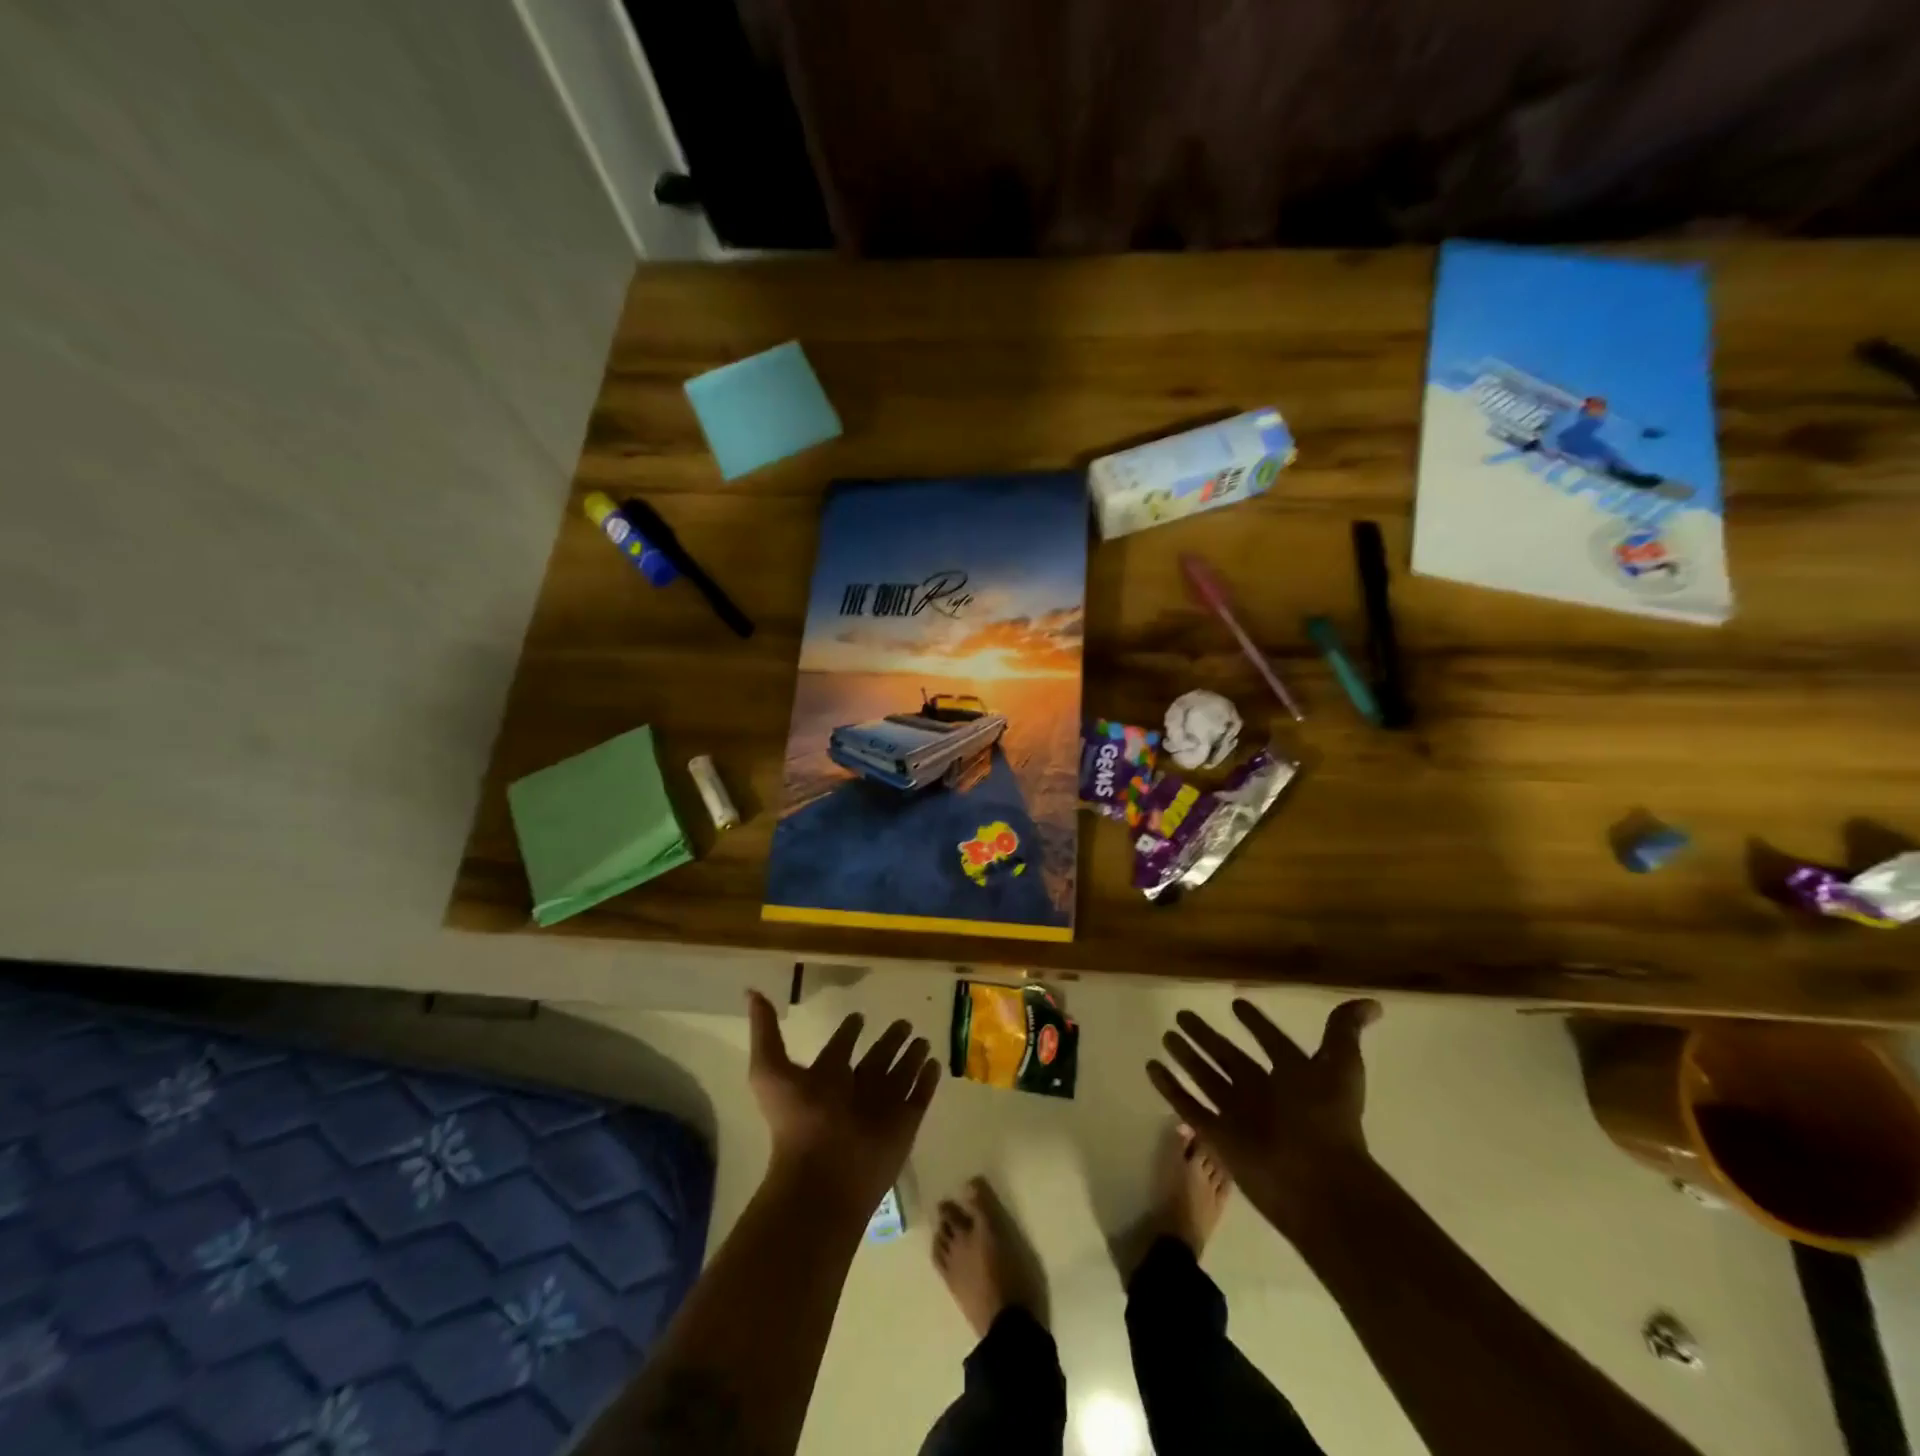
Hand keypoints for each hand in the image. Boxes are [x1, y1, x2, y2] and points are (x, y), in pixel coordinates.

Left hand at [746, 990, 940, 1215]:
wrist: (825, 1175)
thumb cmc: (797, 1120)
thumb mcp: (770, 1070)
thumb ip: (765, 1031)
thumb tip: (751, 992)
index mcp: (826, 1078)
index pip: (841, 1049)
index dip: (849, 1032)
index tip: (859, 1016)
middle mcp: (856, 1090)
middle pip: (876, 1059)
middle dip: (889, 1041)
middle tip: (904, 1022)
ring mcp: (882, 1106)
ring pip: (900, 1074)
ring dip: (911, 1056)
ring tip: (923, 1038)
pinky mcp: (906, 1122)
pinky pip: (919, 1094)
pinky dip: (927, 1079)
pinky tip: (935, 1063)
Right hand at [1146, 998, 1381, 1236]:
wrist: (1319, 1184)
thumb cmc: (1328, 1120)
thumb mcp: (1340, 1067)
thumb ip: (1345, 1032)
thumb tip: (1372, 1003)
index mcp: (1291, 1076)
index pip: (1269, 1041)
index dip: (1256, 1024)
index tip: (1236, 1004)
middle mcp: (1262, 1092)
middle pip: (1228, 1057)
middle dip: (1207, 1037)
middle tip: (1182, 1014)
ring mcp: (1238, 1114)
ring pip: (1205, 1077)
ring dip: (1186, 1057)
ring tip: (1166, 1035)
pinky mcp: (1218, 1135)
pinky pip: (1187, 1105)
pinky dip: (1169, 1086)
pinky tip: (1151, 1066)